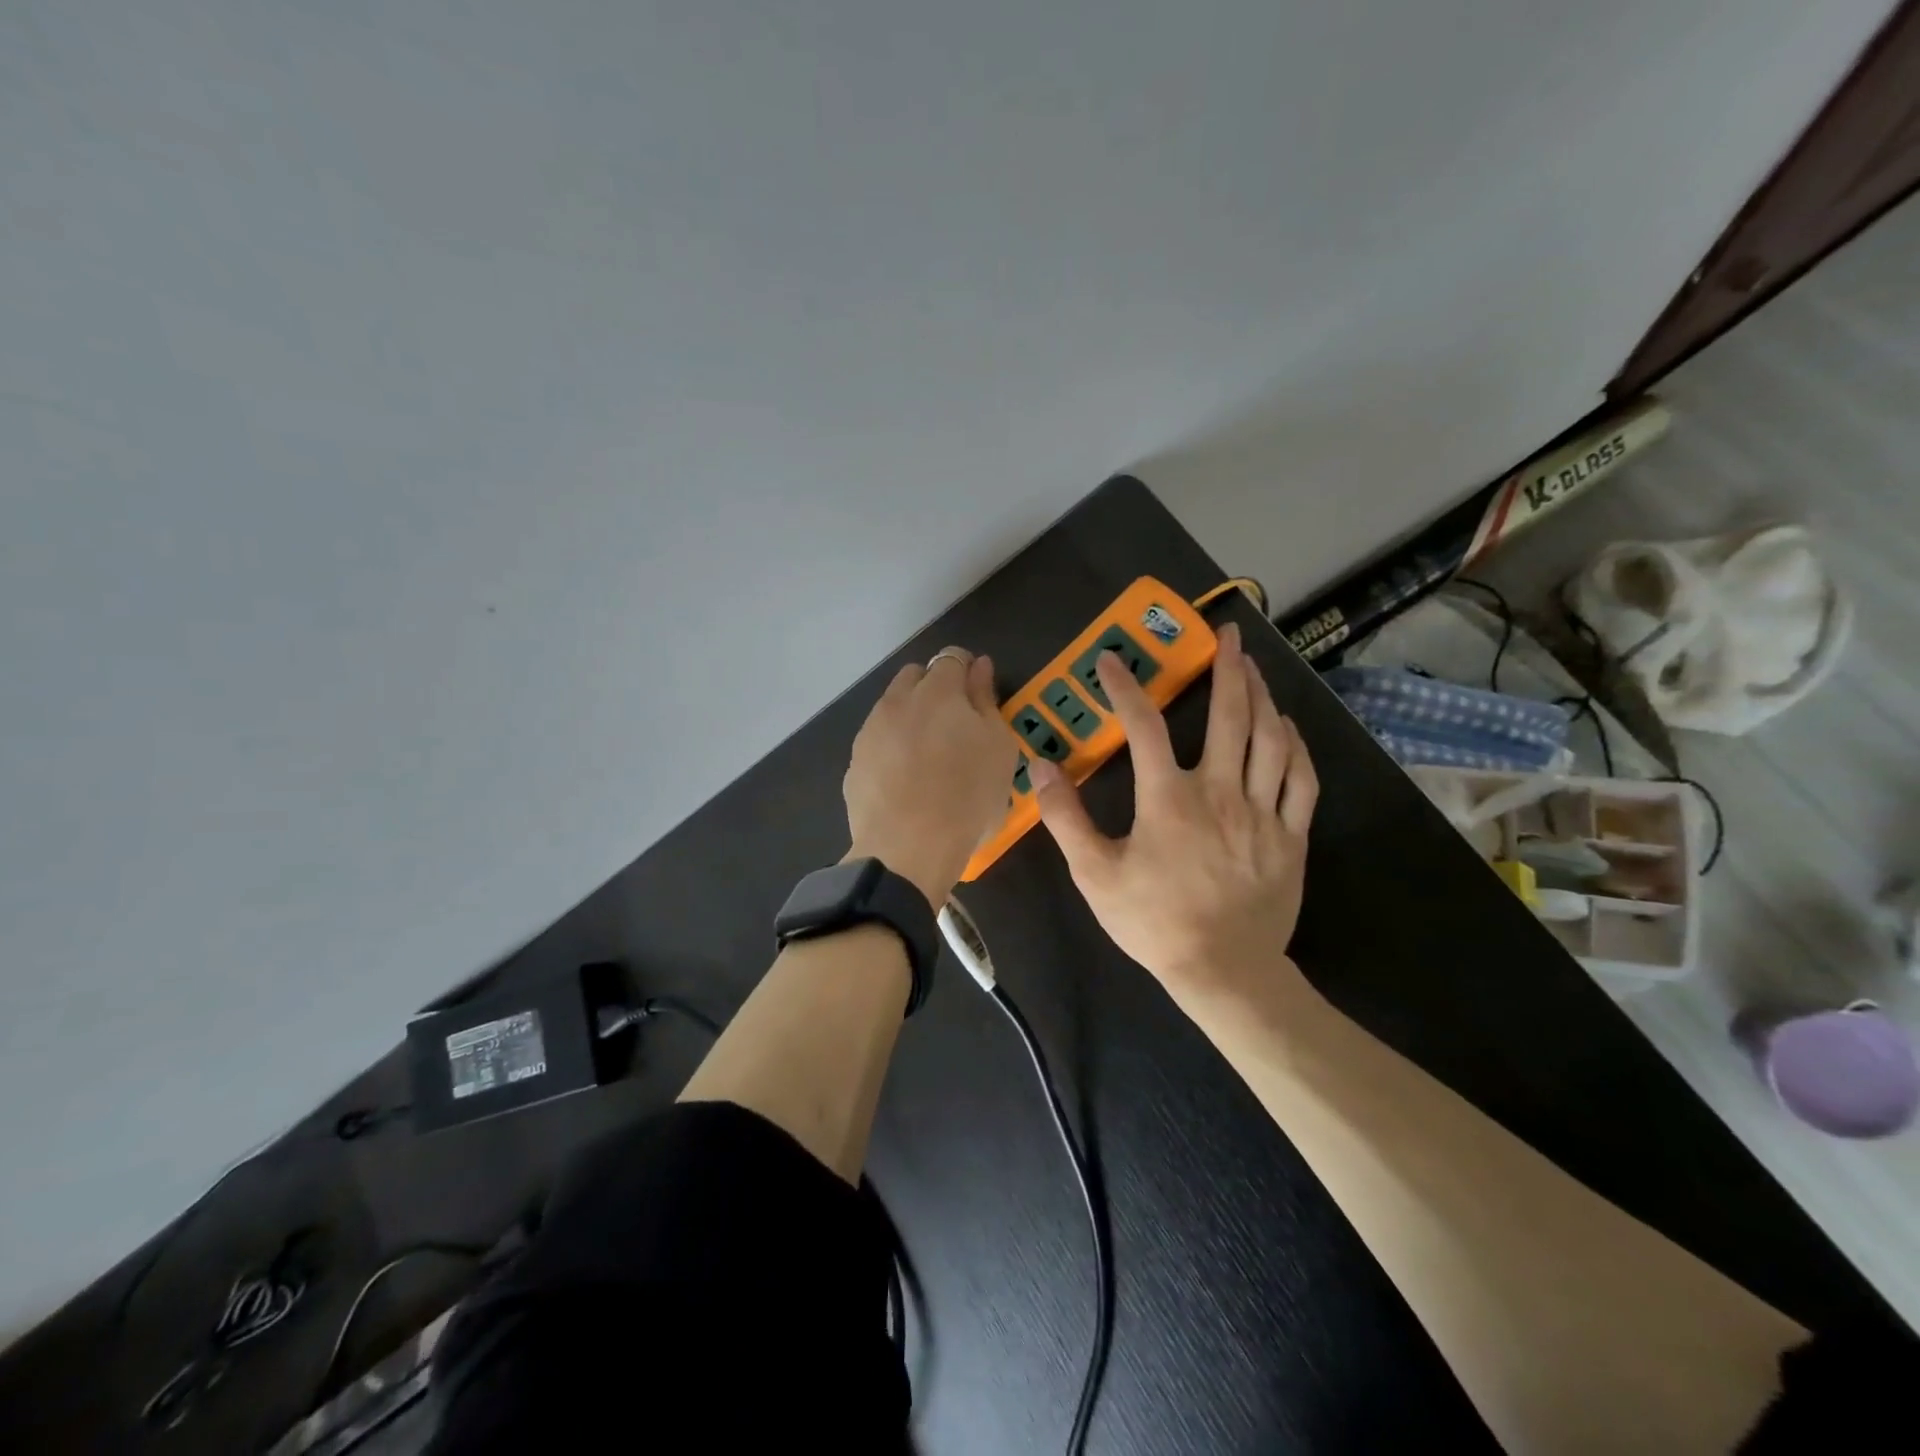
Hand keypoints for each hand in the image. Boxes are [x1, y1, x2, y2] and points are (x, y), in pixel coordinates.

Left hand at [844, 647, 1018, 907]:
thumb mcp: (998, 747)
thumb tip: (980, 666)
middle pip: (916, 676)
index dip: (968, 670)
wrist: (907, 850)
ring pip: (892, 708)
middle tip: (956, 725)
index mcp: (938, 690)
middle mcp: (897, 701)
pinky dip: (892, 749)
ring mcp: (870, 732)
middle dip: (935, 688)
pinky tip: (906, 781)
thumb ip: (986, 700)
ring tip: (930, 756)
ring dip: (911, 718)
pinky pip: (877, 742)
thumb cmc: (967, 796)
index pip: (952, 657)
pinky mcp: (854, 763)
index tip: (978, 695)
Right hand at [1029, 622, 1317, 1013]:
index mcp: (1169, 799)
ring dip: (1263, 696)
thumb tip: (1040, 768)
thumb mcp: (1095, 875)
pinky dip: (1296, 745)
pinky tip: (1288, 726)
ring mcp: (1263, 812)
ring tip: (1256, 669)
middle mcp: (1220, 792)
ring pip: (1270, 739)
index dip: (1125, 689)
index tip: (1111, 662)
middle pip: (1230, 716)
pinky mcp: (1292, 835)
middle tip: (1228, 634)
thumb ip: (1065, 818)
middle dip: (1228, 668)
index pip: (1143, 727)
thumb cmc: (1155, 923)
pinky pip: (1301, 778)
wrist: (1225, 972)